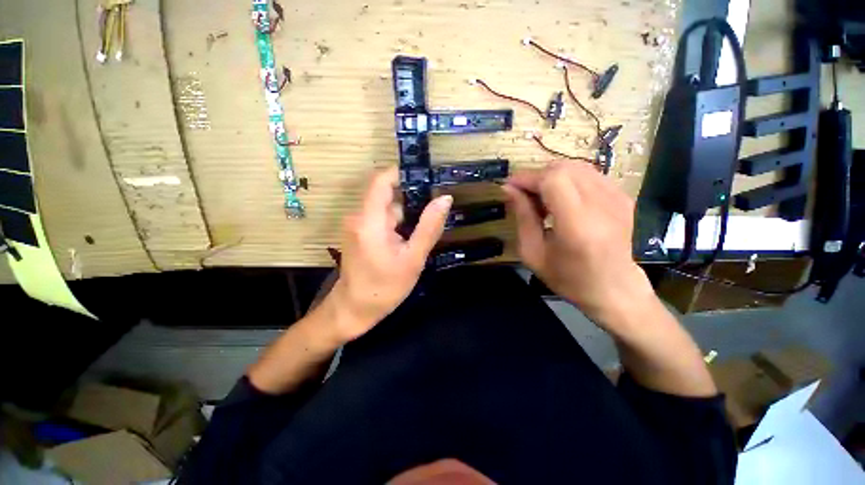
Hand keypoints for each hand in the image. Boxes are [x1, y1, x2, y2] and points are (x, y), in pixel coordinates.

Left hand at [329, 166, 451, 341]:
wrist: (354, 309)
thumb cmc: (384, 288)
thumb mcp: (413, 258)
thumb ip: (429, 227)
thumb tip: (445, 198)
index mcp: (369, 220)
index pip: (382, 179)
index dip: (403, 173)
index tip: (426, 180)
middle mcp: (359, 216)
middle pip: (387, 194)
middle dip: (411, 201)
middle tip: (432, 216)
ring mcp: (357, 224)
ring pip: (386, 208)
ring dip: (405, 216)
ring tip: (419, 235)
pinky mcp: (360, 232)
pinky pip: (381, 218)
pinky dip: (397, 224)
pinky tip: (406, 241)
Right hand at [502, 162, 654, 327]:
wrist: (615, 290)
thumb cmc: (568, 278)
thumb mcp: (533, 254)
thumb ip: (522, 217)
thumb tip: (509, 189)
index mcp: (578, 226)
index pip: (553, 180)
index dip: (528, 178)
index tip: (510, 187)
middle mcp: (602, 205)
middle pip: (564, 168)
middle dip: (537, 176)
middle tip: (524, 195)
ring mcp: (618, 197)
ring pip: (576, 166)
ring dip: (552, 177)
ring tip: (542, 199)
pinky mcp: (623, 196)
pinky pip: (588, 174)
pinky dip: (568, 181)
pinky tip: (562, 200)